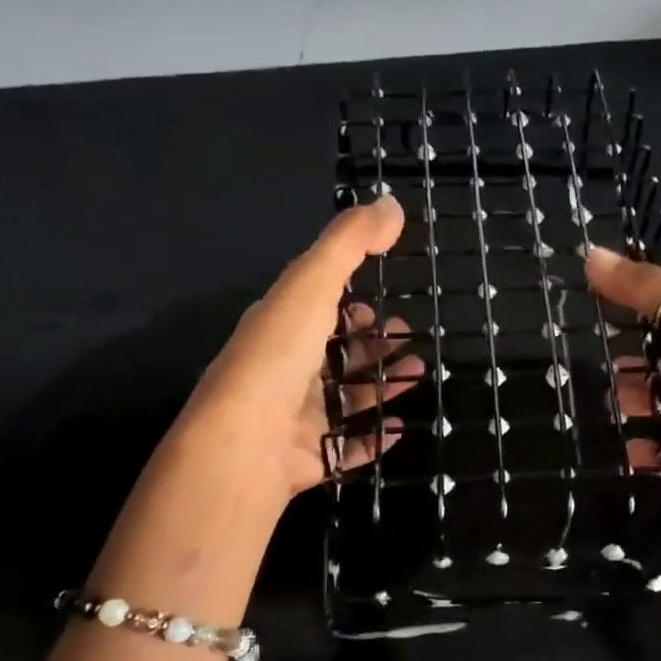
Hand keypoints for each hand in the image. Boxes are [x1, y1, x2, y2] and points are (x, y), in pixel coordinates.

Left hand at [164, 194, 422, 512]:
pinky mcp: (307, 457)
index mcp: (279, 326)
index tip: (382, 300)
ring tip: (417, 375)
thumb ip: (350, 242)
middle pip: (334, 352)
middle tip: (409, 339)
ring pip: (345, 397)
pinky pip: (346, 446)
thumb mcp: (313, 284)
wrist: (243, 444)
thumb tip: (392, 203)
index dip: (348, 301)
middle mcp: (284, 370)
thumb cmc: (279, 356)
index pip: (316, 308)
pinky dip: (373, 437)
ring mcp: (294, 416)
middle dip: (372, 343)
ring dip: (381, 384)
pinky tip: (399, 429)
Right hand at [585, 245, 660, 540]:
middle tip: (595, 368)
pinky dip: (646, 450)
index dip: (636, 309)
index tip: (592, 309)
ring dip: (634, 406)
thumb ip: (647, 292)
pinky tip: (630, 449)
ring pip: (659, 405)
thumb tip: (591, 254)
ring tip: (611, 408)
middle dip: (630, 365)